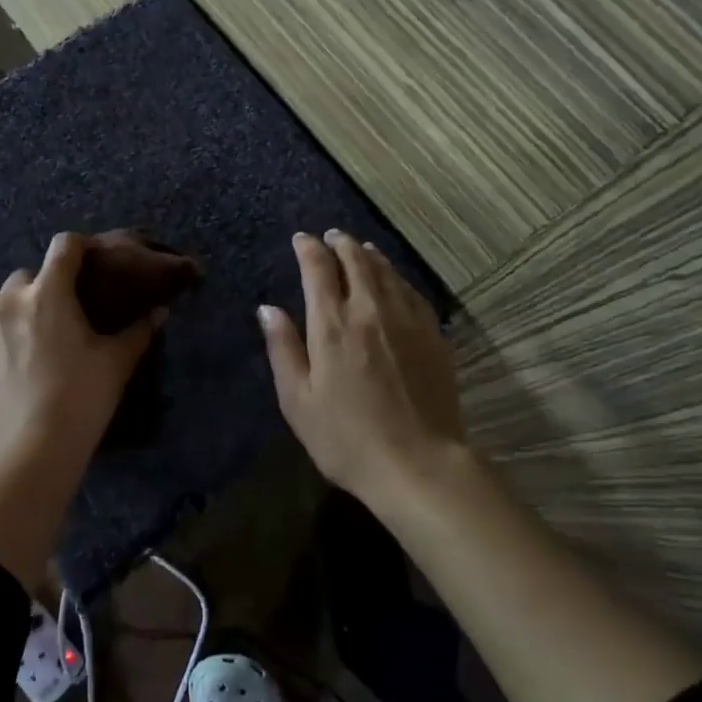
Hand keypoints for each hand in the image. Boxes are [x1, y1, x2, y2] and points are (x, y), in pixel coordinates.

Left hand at [0, 232, 165, 472]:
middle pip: (27, 276)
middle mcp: (8, 301)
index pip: (64, 246)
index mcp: (48, 293)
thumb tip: (159, 311)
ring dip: (16, 312)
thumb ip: (139, 331)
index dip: (79, 248)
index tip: (90, 264)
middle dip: (44, 287)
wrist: (29, 455)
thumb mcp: (116, 364)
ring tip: (32, 342)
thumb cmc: (80, 400)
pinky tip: (10, 370)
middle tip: (61, 316)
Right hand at [258, 230, 463, 506]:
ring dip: (369, 255)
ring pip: (386, 271)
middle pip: (356, 260)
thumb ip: (283, 349)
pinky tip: (394, 281)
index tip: (301, 239)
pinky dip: (396, 277)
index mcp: (332, 324)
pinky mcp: (433, 334)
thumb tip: (268, 309)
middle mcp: (370, 310)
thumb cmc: (347, 438)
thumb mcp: (298, 401)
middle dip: (340, 243)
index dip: (308, 248)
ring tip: (360, 248)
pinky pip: (411, 291)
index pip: (318, 268)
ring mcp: (406, 319)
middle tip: (331, 236)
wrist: (419, 464)